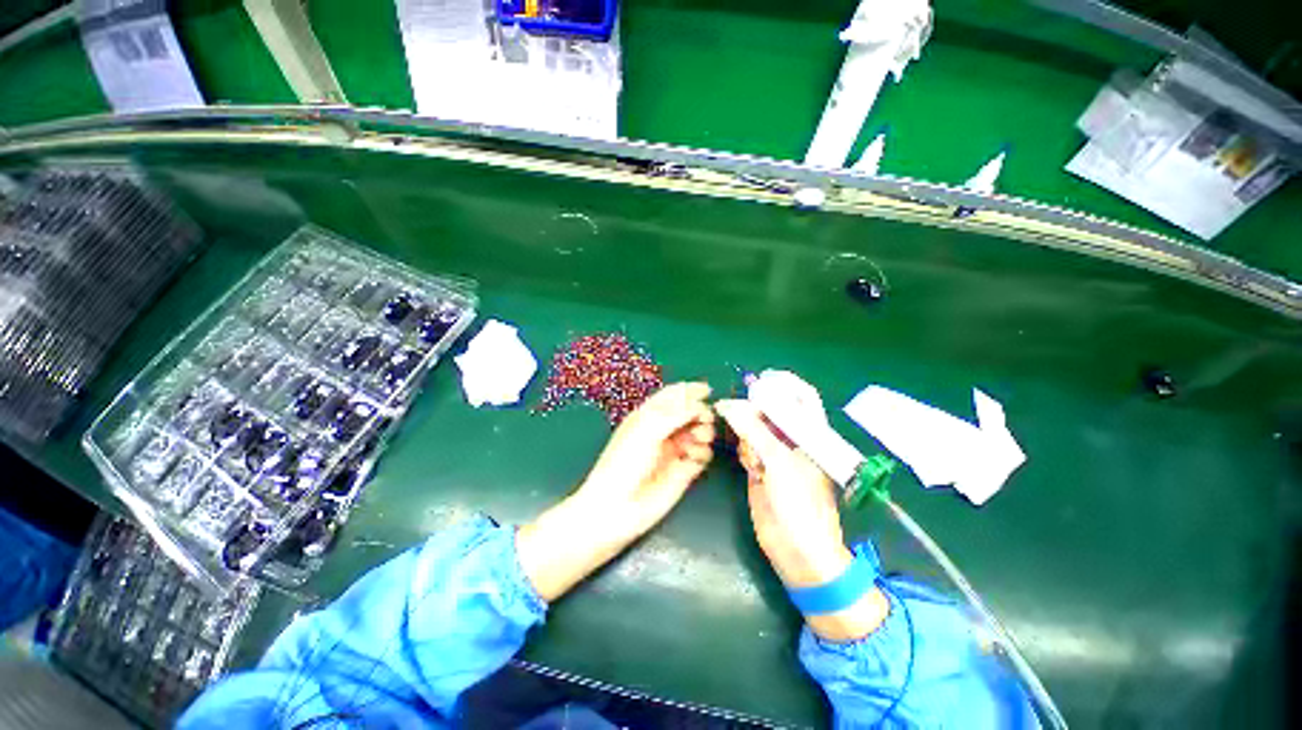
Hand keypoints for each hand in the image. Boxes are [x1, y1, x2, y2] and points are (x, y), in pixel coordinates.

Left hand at [518, 382, 714, 600]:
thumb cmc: (625, 461)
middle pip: (691, 412)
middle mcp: (664, 430)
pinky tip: (693, 458)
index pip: (673, 396)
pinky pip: (702, 455)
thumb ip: (676, 412)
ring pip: (700, 432)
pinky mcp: (685, 471)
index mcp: (650, 415)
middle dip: (701, 412)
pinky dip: (703, 452)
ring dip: (704, 431)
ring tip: (698, 438)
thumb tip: (700, 404)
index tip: (708, 390)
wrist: (617, 506)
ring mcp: (675, 450)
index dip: (690, 390)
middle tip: (704, 419)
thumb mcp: (648, 428)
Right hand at [716, 399, 887, 640]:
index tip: (759, 380)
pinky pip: (746, 446)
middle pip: (770, 410)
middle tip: (741, 417)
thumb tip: (727, 404)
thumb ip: (752, 429)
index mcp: (810, 433)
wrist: (796, 550)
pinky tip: (750, 466)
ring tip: (753, 455)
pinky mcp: (759, 468)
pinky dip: (743, 450)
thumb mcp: (778, 460)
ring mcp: (775, 453)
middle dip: (754, 410)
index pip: (800, 396)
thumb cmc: (799, 503)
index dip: (782, 384)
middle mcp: (792, 439)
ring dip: (746, 433)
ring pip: (754, 427)